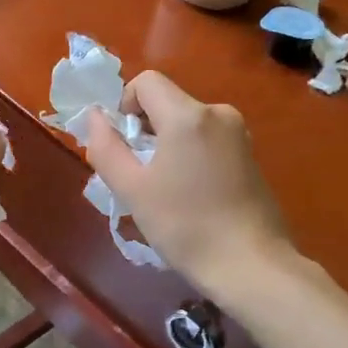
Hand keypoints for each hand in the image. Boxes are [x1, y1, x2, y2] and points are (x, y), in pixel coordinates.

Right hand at [83, 71, 294, 293]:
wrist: (251, 265)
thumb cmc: (184, 226)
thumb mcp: (132, 189)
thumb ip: (106, 147)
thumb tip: (96, 116)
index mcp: (188, 115)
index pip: (146, 81)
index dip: (125, 105)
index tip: (123, 145)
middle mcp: (217, 113)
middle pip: (167, 102)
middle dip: (145, 130)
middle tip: (139, 175)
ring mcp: (239, 134)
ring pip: (187, 123)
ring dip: (167, 145)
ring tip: (165, 190)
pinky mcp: (250, 155)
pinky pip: (207, 140)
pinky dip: (190, 155)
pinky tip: (192, 196)